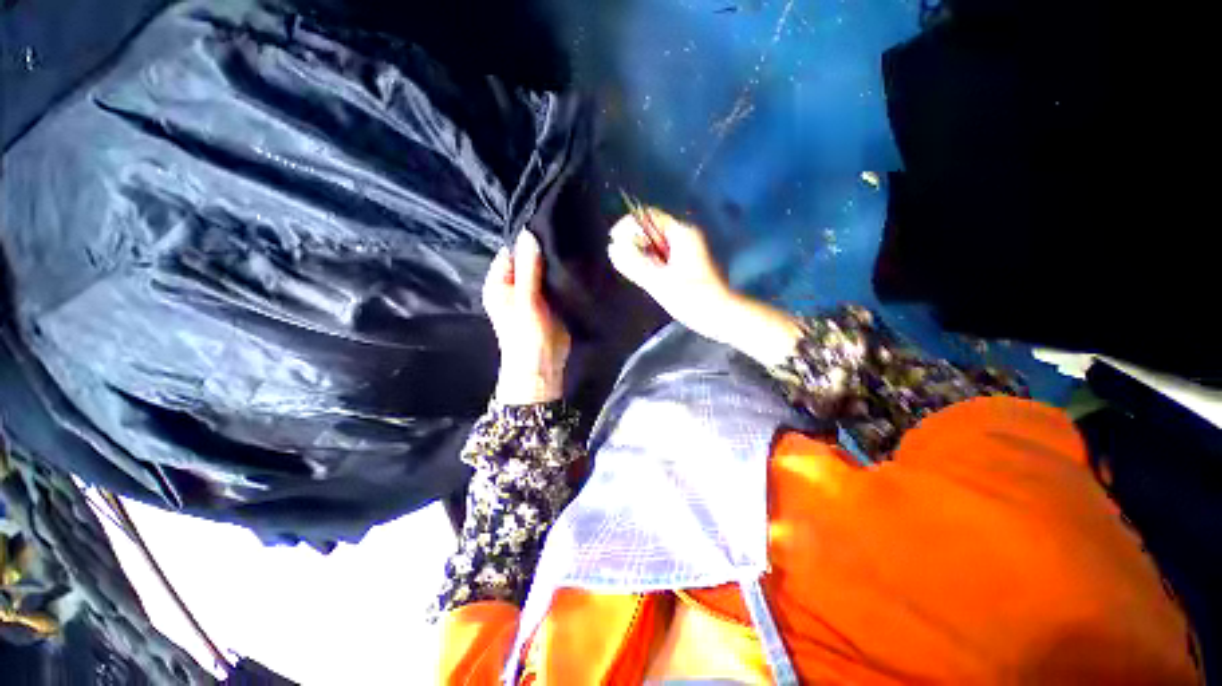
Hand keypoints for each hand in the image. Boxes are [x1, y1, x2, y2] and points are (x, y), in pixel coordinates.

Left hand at [483, 231, 570, 404]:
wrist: (543, 367)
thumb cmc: (527, 336)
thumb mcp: (526, 300)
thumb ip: (528, 268)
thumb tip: (529, 233)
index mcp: (499, 283)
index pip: (511, 251)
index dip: (528, 239)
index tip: (550, 226)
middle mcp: (514, 285)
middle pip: (528, 259)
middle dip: (544, 250)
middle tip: (565, 235)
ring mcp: (532, 293)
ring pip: (543, 270)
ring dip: (555, 263)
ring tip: (573, 246)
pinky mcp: (549, 301)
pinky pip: (555, 282)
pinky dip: (563, 275)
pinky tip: (576, 265)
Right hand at [607, 210, 735, 341]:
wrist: (720, 315)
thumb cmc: (692, 298)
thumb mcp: (658, 281)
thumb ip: (633, 263)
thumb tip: (613, 248)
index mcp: (681, 234)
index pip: (649, 216)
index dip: (628, 225)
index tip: (614, 241)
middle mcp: (684, 237)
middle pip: (651, 229)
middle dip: (633, 241)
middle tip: (622, 260)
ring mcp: (685, 250)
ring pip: (655, 244)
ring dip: (641, 253)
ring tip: (633, 270)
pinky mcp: (685, 264)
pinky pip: (661, 256)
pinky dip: (650, 263)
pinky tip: (646, 277)